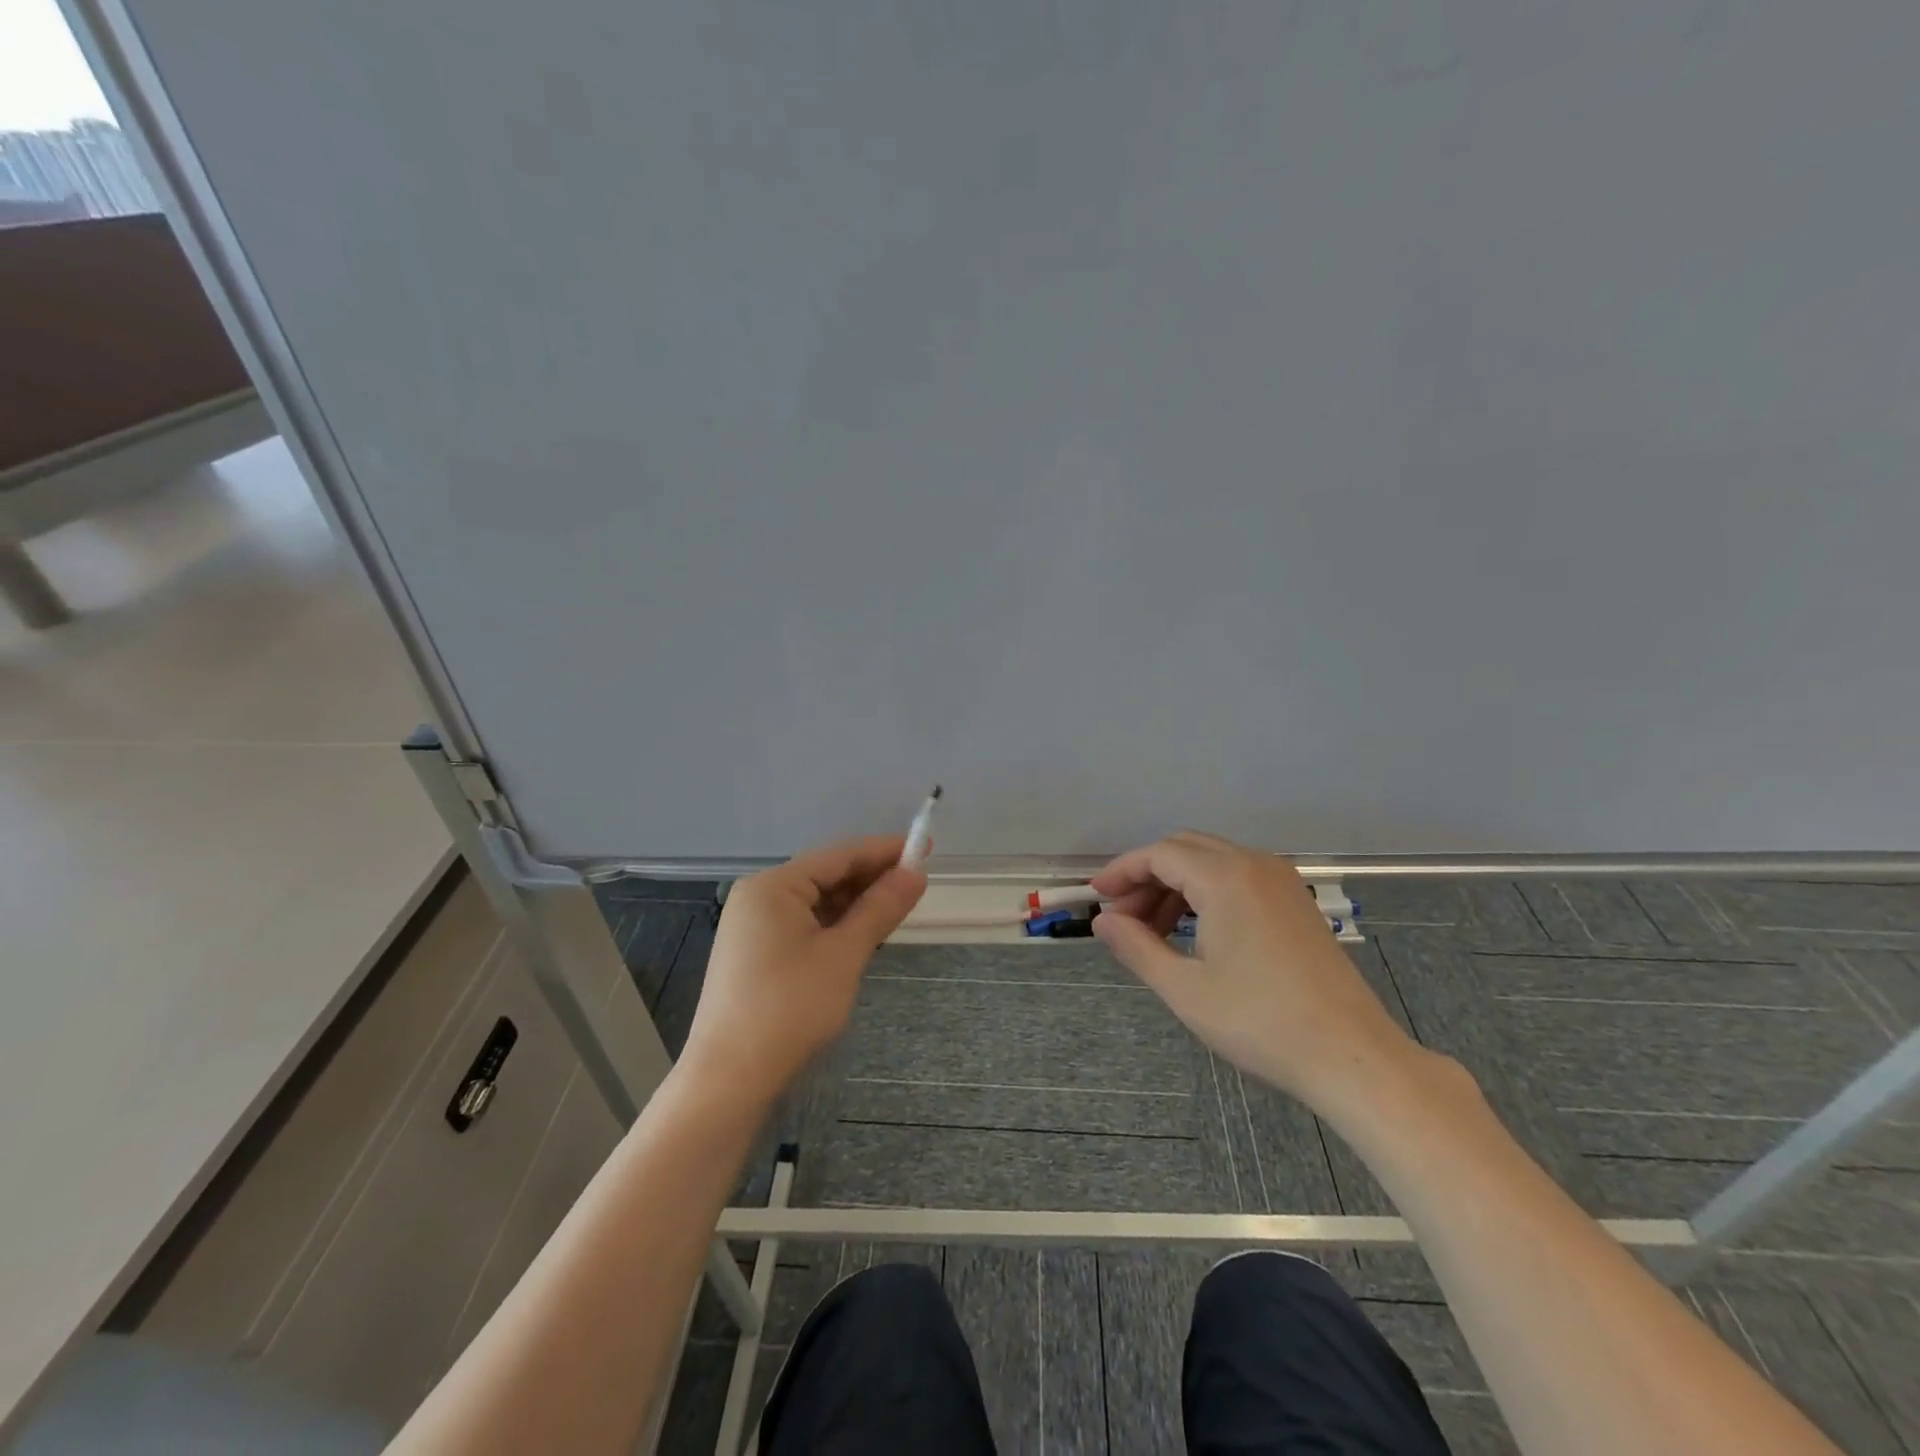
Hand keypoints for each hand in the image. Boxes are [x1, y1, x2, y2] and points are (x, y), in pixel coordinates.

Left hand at [681, 836, 925, 1104]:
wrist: (728, 1080)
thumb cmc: (789, 1009)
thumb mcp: (844, 955)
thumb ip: (880, 908)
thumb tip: (917, 872)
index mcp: (773, 886)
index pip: (839, 855)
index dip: (884, 850)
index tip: (925, 847)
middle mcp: (759, 897)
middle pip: (825, 875)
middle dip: (871, 878)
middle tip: (917, 881)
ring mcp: (753, 927)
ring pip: (816, 902)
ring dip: (855, 903)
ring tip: (897, 906)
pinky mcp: (755, 954)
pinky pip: (803, 925)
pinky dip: (835, 926)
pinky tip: (862, 933)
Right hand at [1091, 830, 1419, 1112]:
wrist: (1352, 1056)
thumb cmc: (1260, 1022)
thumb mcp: (1185, 989)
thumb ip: (1137, 947)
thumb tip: (1104, 921)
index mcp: (1226, 878)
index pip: (1159, 854)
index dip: (1122, 871)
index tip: (1096, 897)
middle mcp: (1254, 865)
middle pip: (1185, 849)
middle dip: (1147, 876)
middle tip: (1122, 918)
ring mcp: (1281, 881)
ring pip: (1211, 862)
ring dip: (1175, 885)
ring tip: (1152, 932)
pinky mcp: (1295, 902)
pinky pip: (1238, 878)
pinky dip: (1206, 893)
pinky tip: (1194, 933)